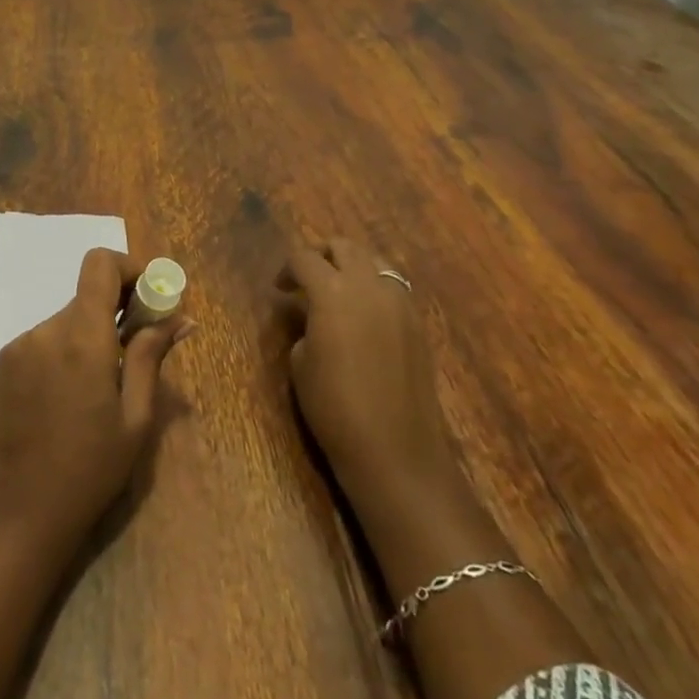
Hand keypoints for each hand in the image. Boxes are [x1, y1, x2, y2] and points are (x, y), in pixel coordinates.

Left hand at [0, 248, 190, 543]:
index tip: (148, 298)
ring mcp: (21, 343)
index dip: (128, 268)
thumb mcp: (136, 415)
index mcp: (83, 338)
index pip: (99, 264)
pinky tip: (71, 393)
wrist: (28, 505)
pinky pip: (46, 337)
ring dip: (90, 334)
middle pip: (87, 295)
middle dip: (116, 310)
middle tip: (137, 348)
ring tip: (101, 384)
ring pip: (68, 318)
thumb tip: (181, 316)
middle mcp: (47, 329)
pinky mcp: (6, 359)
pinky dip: (66, 349)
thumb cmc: (94, 465)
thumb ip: (152, 355)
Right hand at [277, 238, 457, 517]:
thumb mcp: (301, 363)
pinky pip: (393, 288)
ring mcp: (400, 303)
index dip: (287, 269)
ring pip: (374, 262)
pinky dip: (375, 289)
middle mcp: (369, 286)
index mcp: (333, 292)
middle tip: (307, 281)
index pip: (304, 258)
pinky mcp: (418, 324)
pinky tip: (363, 318)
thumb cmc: (335, 408)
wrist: (396, 452)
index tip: (280, 289)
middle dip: (322, 255)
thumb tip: (310, 314)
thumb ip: (304, 324)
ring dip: (352, 267)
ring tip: (337, 295)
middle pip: (344, 247)